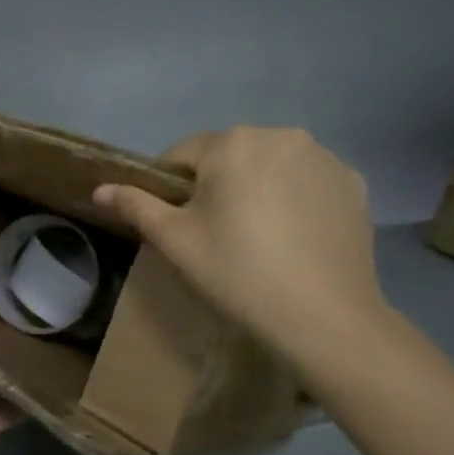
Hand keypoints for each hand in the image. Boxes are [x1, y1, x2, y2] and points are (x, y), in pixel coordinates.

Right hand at [94, 127, 386, 379]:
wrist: (324, 318)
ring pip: (270, 166)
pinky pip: (307, 181)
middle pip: (229, 156)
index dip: (170, 188)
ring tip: (258, 237)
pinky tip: (294, 238)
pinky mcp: (353, 183)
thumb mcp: (175, 241)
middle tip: (215, 235)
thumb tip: (100, 189)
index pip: (182, 154)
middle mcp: (281, 135)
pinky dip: (294, 199)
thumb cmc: (237, 273)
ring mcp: (324, 158)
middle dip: (216, 185)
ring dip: (256, 188)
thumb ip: (136, 206)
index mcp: (232, 144)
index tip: (176, 224)